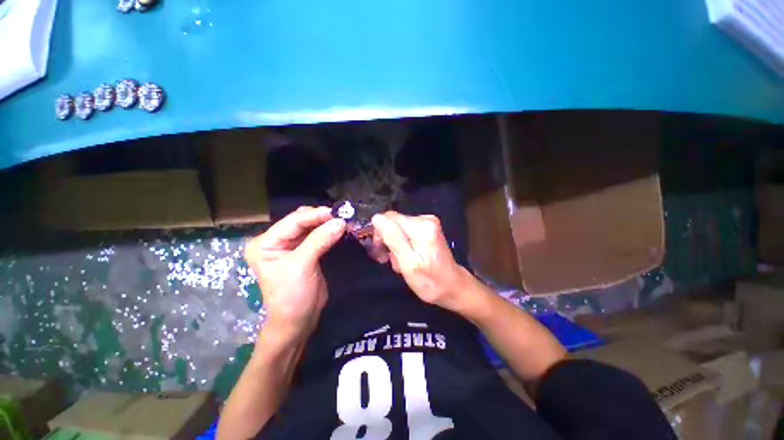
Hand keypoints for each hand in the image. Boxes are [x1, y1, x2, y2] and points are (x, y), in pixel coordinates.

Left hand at [244, 206, 345, 343]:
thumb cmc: (292, 296)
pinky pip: (318, 236)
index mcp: (265, 243)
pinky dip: (329, 232)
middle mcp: (276, 241)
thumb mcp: (302, 266)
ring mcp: (291, 246)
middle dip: (322, 218)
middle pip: (301, 221)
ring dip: (327, 224)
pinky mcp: (305, 252)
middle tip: (342, 217)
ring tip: (344, 221)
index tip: (337, 213)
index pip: (292, 222)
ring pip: (311, 227)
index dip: (315, 215)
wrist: (298, 321)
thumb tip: (340, 222)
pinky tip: (339, 229)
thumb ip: (320, 240)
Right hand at [371, 212, 472, 312]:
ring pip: (397, 228)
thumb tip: (377, 218)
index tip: (381, 253)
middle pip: (393, 222)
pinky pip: (405, 232)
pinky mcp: (427, 229)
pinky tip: (405, 258)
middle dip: (387, 241)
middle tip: (387, 260)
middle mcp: (425, 219)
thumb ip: (393, 239)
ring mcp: (427, 223)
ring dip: (394, 246)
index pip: (388, 218)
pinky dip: (402, 245)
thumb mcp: (408, 264)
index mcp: (421, 226)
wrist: (453, 287)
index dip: (380, 234)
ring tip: (399, 263)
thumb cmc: (431, 281)